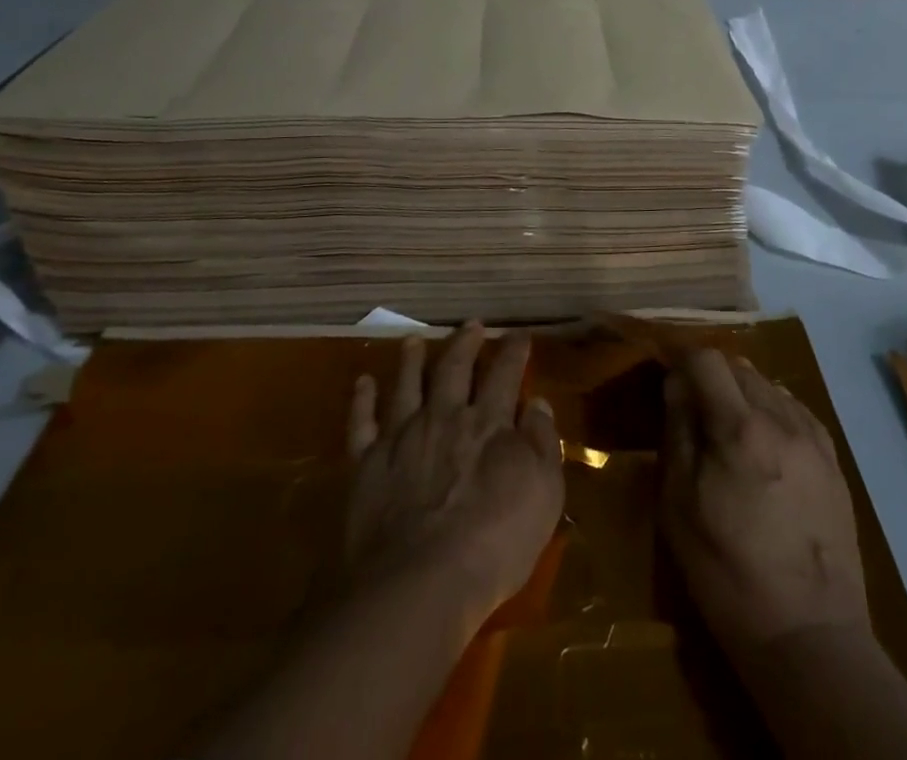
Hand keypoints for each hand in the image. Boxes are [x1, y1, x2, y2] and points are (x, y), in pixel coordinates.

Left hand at [345, 323, 562, 629]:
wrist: (420, 582)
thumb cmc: (495, 543)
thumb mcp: (544, 493)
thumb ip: (542, 443)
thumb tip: (537, 403)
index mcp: (489, 422)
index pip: (505, 373)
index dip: (514, 350)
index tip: (519, 334)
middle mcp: (445, 416)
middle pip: (454, 367)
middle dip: (465, 342)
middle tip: (471, 324)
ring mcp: (403, 436)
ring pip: (407, 384)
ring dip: (411, 360)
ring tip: (414, 340)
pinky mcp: (368, 464)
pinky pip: (362, 423)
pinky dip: (362, 400)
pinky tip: (363, 383)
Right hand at [659, 347, 870, 656]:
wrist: (810, 636)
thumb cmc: (728, 574)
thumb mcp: (680, 506)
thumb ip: (678, 433)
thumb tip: (677, 384)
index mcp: (739, 428)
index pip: (707, 359)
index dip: (682, 362)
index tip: (669, 384)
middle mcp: (781, 419)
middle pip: (739, 367)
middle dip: (712, 378)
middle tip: (695, 413)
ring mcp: (813, 438)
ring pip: (769, 385)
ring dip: (743, 394)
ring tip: (730, 433)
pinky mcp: (833, 461)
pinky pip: (796, 411)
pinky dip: (773, 413)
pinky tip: (765, 445)